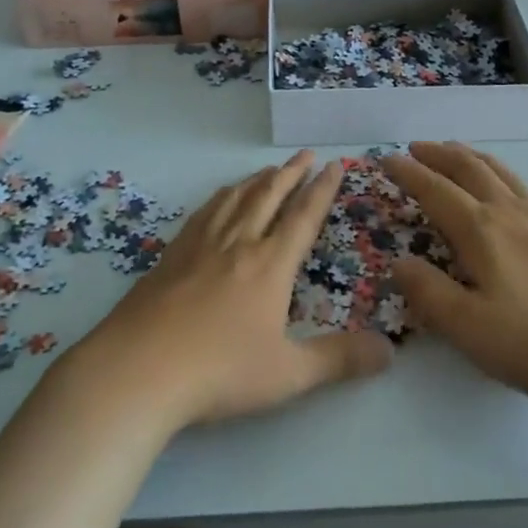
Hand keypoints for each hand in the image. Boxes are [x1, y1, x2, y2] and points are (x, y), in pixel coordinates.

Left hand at [74, 152, 392, 428]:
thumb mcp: (289, 374)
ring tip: (270, 169)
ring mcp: (200, 245)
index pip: (303, 216)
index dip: (323, 189)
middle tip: (306, 153)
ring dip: (258, 180)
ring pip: (235, 198)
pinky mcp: (171, 255)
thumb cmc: (219, 372)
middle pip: (269, 195)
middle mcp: (238, 243)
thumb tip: (389, 352)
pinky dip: (221, 196)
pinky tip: (220, 198)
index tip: (336, 164)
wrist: (138, 369)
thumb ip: (339, 360)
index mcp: (270, 265)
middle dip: (292, 172)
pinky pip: (204, 212)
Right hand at [383, 142, 527, 407]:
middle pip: (468, 168)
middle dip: (438, 154)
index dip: (409, 173)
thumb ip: (429, 293)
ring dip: (468, 155)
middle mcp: (508, 212)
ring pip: (497, 171)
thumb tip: (398, 262)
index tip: (387, 158)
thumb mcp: (470, 328)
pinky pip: (519, 183)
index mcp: (481, 230)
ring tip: (453, 150)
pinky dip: (497, 170)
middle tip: (415, 147)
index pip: (435, 190)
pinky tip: (502, 185)